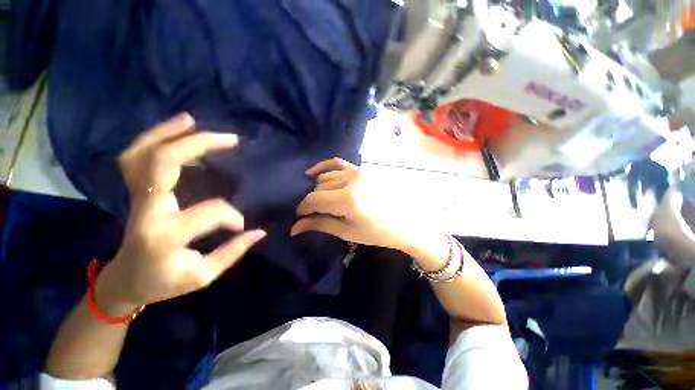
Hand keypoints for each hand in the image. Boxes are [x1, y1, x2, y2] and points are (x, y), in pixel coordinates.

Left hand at [95, 114, 265, 314]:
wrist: (125, 280)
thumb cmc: (163, 282)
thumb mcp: (203, 276)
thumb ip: (233, 252)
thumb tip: (259, 232)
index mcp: (165, 235)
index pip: (210, 212)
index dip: (232, 216)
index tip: (241, 227)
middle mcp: (147, 210)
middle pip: (164, 163)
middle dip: (199, 145)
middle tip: (230, 139)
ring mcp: (136, 198)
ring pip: (144, 154)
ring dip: (169, 133)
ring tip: (192, 121)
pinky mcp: (135, 192)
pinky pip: (135, 157)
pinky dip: (152, 138)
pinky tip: (173, 130)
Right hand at [291, 158, 444, 255]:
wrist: (405, 223)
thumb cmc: (377, 232)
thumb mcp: (347, 232)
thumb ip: (320, 225)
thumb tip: (294, 228)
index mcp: (347, 199)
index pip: (314, 199)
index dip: (303, 208)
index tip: (299, 215)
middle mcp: (351, 180)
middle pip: (319, 187)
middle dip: (312, 200)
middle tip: (312, 212)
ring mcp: (357, 172)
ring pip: (327, 176)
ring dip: (319, 187)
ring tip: (319, 199)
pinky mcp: (362, 169)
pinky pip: (338, 162)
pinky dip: (324, 166)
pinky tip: (314, 172)